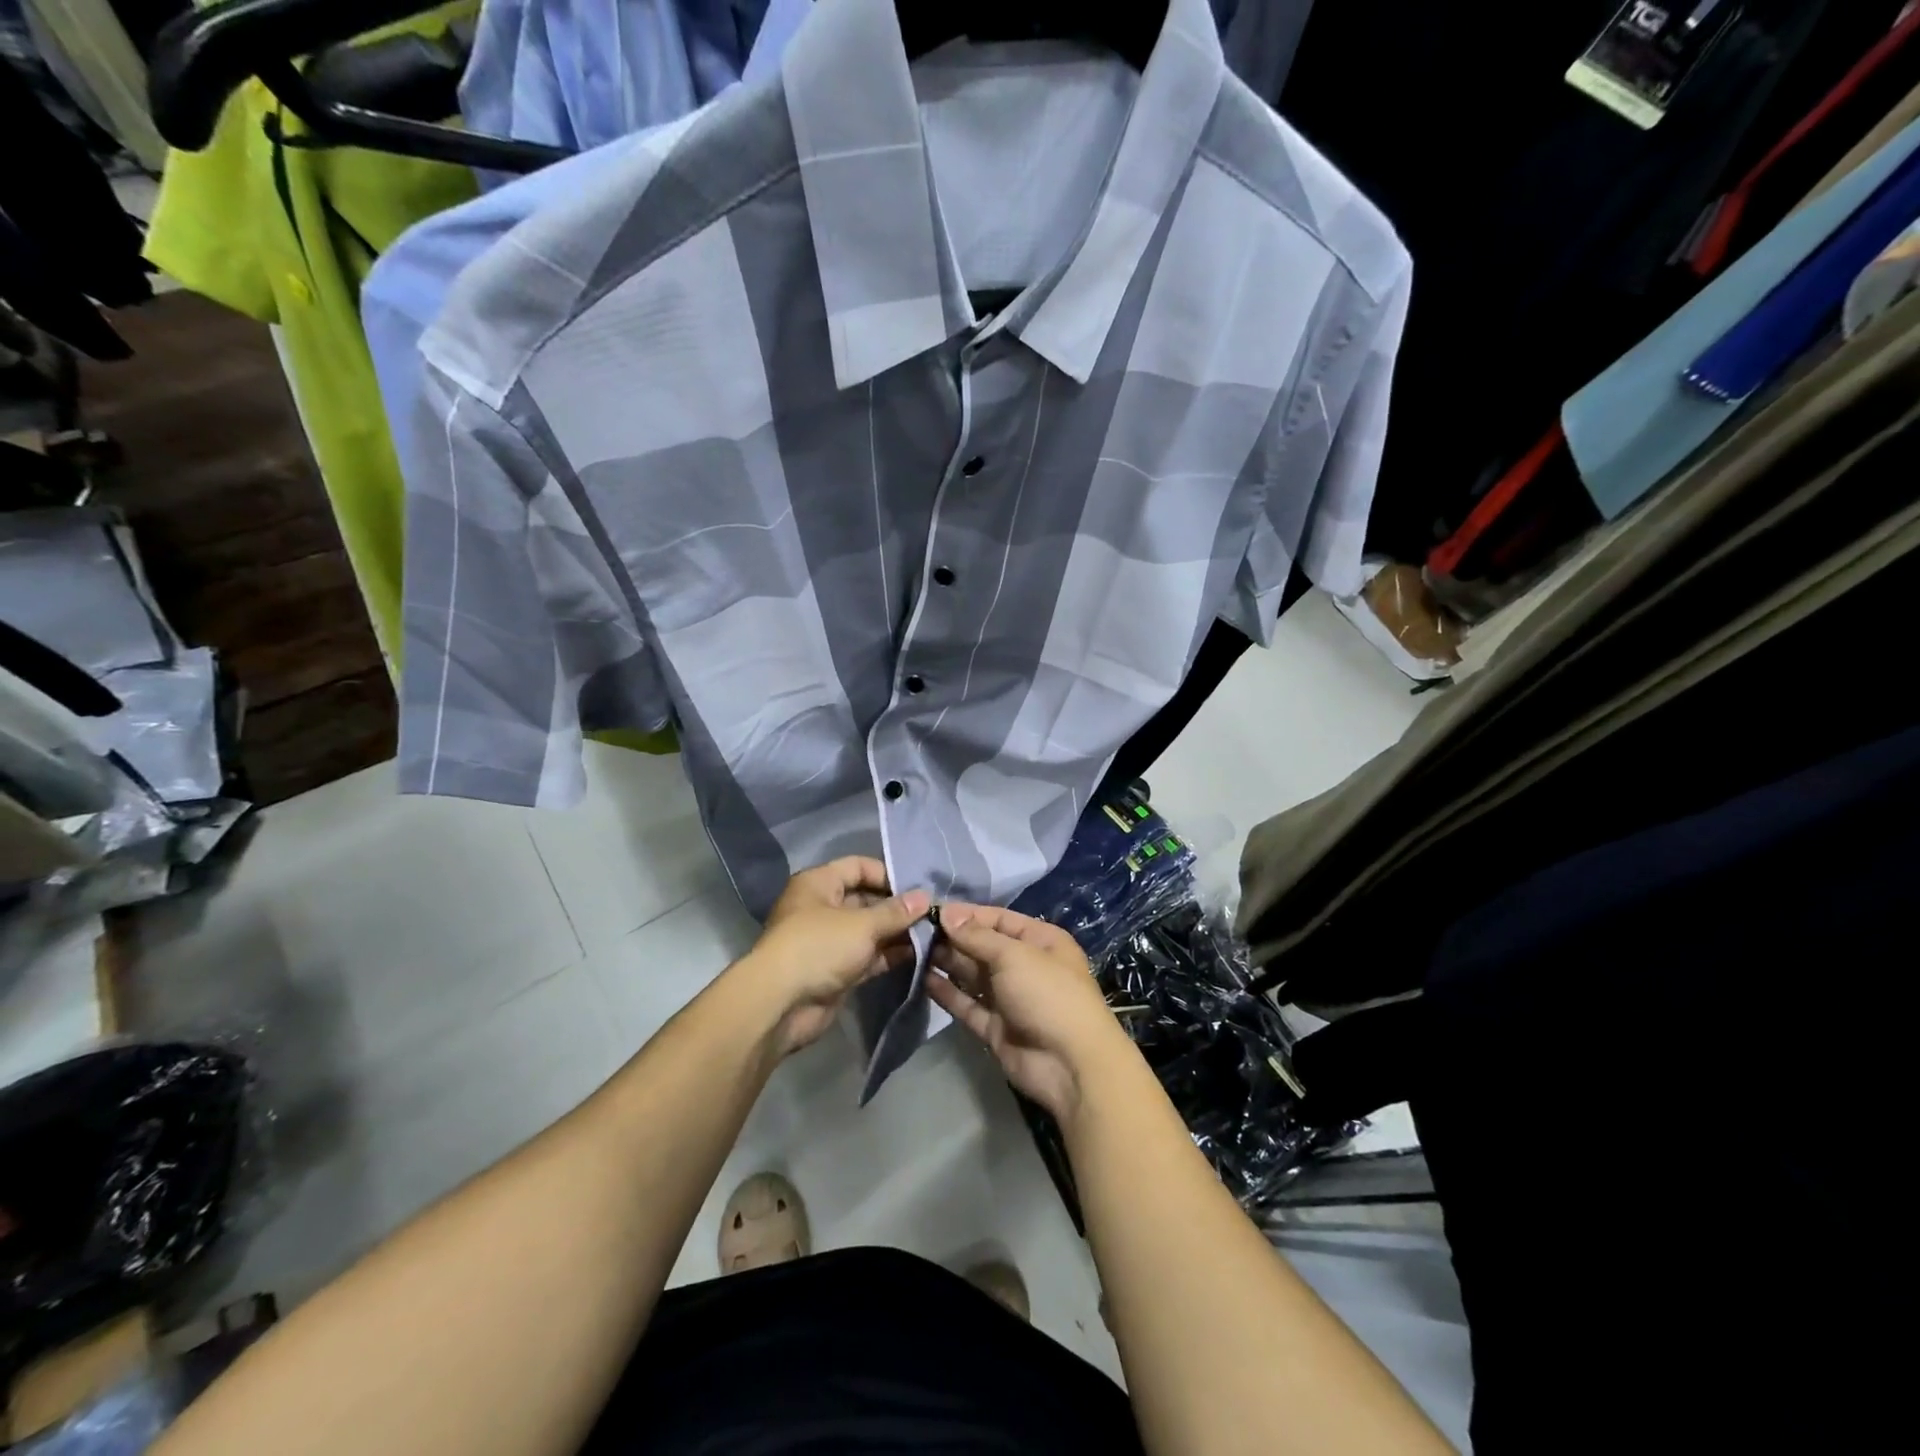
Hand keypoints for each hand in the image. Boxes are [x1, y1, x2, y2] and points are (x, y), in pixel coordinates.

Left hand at [741, 857, 929, 1055]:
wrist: (781, 1005)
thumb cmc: (819, 947)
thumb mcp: (862, 924)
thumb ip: (896, 912)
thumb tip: (926, 897)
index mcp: (819, 884)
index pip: (858, 867)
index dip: (888, 874)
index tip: (919, 887)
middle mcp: (823, 908)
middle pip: (866, 899)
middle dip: (898, 907)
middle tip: (933, 913)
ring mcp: (829, 941)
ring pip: (869, 930)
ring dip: (897, 932)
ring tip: (933, 933)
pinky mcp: (837, 970)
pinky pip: (868, 955)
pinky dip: (889, 954)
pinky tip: (919, 954)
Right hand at [927, 903, 1134, 1126]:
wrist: (1070, 1065)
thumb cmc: (1047, 994)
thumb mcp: (1014, 955)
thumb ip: (977, 936)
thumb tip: (947, 913)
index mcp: (1040, 941)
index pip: (998, 919)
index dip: (967, 915)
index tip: (931, 911)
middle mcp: (1025, 966)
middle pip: (983, 946)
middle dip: (953, 938)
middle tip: (915, 932)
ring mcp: (1010, 998)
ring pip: (973, 975)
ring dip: (947, 963)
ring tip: (913, 951)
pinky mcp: (996, 1028)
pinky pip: (968, 1004)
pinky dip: (948, 993)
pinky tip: (923, 980)